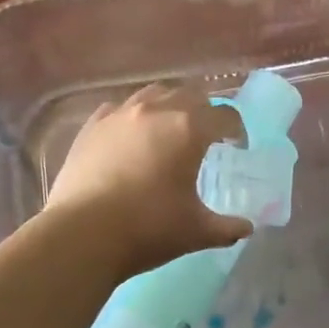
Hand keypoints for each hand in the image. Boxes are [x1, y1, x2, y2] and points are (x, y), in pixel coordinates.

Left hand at [45, 81, 252, 275]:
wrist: (81, 234)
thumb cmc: (148, 228)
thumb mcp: (196, 231)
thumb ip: (226, 228)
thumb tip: (246, 228)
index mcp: (189, 129)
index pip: (224, 115)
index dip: (236, 129)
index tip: (237, 146)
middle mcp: (156, 110)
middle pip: (190, 95)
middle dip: (204, 111)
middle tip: (206, 136)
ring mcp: (120, 115)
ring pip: (153, 94)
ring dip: (168, 106)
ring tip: (168, 129)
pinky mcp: (91, 126)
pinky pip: (118, 108)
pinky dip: (132, 117)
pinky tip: (130, 136)